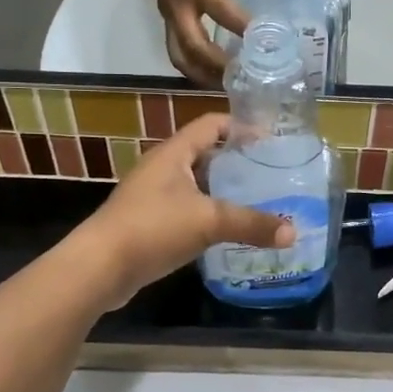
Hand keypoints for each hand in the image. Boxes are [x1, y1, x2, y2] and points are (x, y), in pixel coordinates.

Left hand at [69, 115, 293, 308]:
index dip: (241, 126)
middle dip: (237, 162)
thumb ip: (251, 224)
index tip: (271, 140)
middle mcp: (162, 168)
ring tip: (257, 201)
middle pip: (206, 153)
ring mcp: (153, 196)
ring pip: (196, 184)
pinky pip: (186, 209)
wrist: (99, 267)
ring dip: (223, 190)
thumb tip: (293, 233)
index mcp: (174, 153)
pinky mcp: (149, 222)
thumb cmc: (152, 228)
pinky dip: (208, 214)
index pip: (212, 124)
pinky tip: (228, 230)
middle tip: (270, 173)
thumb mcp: (208, 222)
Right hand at [145, 0, 251, 85]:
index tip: (266, 46)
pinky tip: (210, 67)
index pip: (224, 15)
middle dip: (217, 68)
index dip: (245, 32)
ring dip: (199, 73)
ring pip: (178, 54)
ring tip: (222, 83)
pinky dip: (192, 60)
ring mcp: (168, 11)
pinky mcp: (165, 13)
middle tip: (240, 79)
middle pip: (194, 49)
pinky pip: (175, 45)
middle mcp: (178, 4)